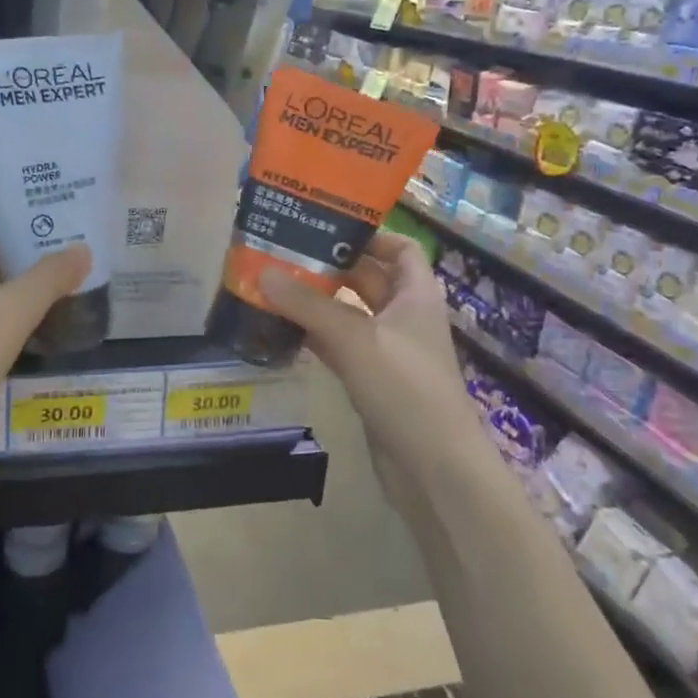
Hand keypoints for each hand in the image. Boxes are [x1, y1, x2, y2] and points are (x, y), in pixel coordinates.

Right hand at [258, 234, 485, 509]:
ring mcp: (388, 352)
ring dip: (317, 302)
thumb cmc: (406, 390)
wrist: (434, 470)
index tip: (325, 227)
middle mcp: (404, 317)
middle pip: (367, 279)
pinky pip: (339, 346)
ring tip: (273, 285)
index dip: (370, 235)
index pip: (400, 249)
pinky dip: (314, 336)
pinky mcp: (371, 381)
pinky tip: (282, 330)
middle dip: (330, 265)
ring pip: (349, 314)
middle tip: (283, 253)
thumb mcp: (356, 339)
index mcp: (416, 295)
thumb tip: (263, 272)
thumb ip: (308, 305)